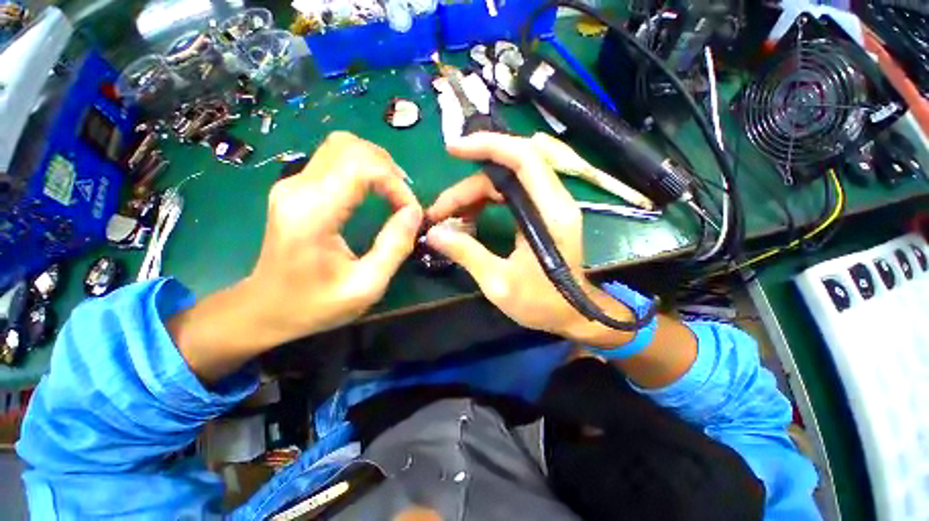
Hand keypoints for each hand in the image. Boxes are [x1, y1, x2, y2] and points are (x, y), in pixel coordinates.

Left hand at [170, 132, 421, 381]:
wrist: (264, 308)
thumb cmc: (315, 304)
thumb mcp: (366, 285)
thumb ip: (394, 247)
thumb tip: (414, 212)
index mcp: (313, 212)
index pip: (361, 167)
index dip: (394, 183)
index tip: (410, 210)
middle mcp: (298, 188)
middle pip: (350, 146)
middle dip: (387, 168)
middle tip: (404, 200)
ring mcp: (292, 184)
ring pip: (342, 147)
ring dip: (376, 164)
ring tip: (394, 193)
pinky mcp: (296, 188)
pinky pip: (335, 160)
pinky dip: (363, 169)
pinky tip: (376, 191)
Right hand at [426, 133, 633, 344]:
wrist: (572, 314)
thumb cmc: (542, 303)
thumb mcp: (499, 283)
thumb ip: (467, 254)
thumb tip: (434, 233)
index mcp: (551, 212)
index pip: (523, 158)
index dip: (489, 146)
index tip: (453, 149)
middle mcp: (553, 200)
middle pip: (506, 171)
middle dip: (468, 187)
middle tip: (440, 212)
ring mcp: (548, 205)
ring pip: (505, 182)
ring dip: (473, 195)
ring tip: (449, 218)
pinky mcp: (541, 213)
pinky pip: (509, 195)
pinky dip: (484, 203)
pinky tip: (468, 220)